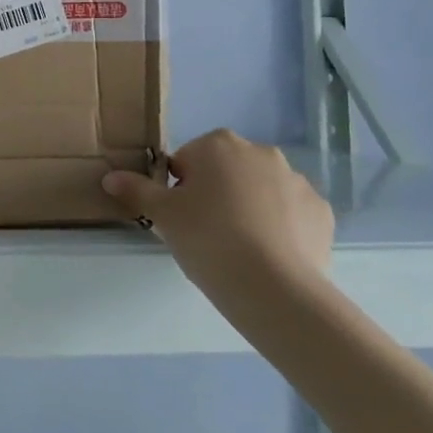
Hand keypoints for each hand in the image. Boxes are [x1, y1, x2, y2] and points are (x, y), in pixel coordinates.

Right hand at [101, 129, 333, 298]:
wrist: (275, 288)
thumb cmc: (208, 239)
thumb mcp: (163, 215)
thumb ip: (136, 190)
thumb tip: (110, 177)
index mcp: (219, 145)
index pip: (187, 160)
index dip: (178, 188)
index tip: (179, 217)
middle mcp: (261, 153)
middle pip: (226, 171)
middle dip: (215, 194)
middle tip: (203, 232)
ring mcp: (297, 181)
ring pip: (259, 191)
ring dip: (248, 209)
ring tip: (238, 249)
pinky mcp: (322, 213)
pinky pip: (291, 214)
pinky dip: (279, 228)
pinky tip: (268, 256)